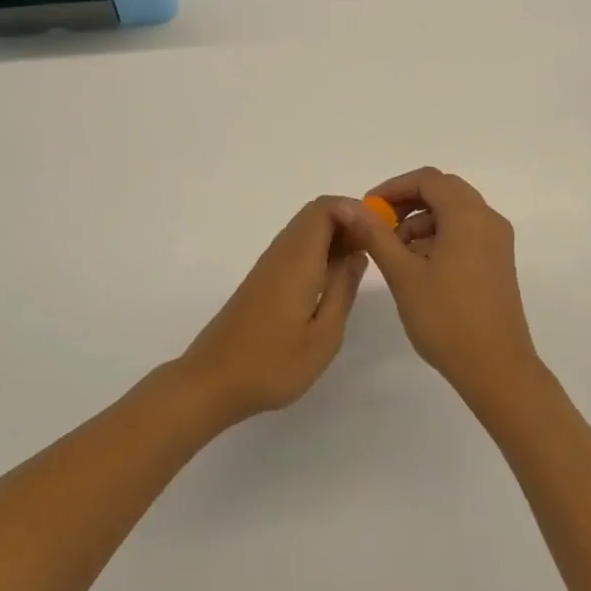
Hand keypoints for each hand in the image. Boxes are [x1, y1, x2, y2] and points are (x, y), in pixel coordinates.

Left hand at [177, 196, 367, 424]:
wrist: (211, 382)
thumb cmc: (272, 365)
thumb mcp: (323, 336)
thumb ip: (343, 290)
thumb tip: (358, 255)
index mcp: (297, 261)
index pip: (324, 208)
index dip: (355, 211)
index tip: (379, 234)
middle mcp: (280, 254)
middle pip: (315, 215)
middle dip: (348, 222)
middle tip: (374, 250)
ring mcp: (267, 267)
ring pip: (304, 232)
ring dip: (334, 238)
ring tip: (358, 265)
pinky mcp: (260, 281)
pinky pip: (294, 250)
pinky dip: (318, 253)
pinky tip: (330, 282)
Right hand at [339, 168, 543, 403]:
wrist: (496, 368)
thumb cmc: (446, 318)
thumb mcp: (403, 274)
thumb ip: (375, 234)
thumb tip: (347, 205)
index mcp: (468, 215)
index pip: (428, 179)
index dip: (393, 187)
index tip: (367, 210)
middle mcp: (488, 219)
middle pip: (444, 191)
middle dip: (407, 203)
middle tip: (378, 226)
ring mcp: (497, 241)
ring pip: (455, 212)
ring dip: (422, 221)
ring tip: (394, 253)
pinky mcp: (498, 261)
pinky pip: (466, 232)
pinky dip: (439, 236)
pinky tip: (419, 266)